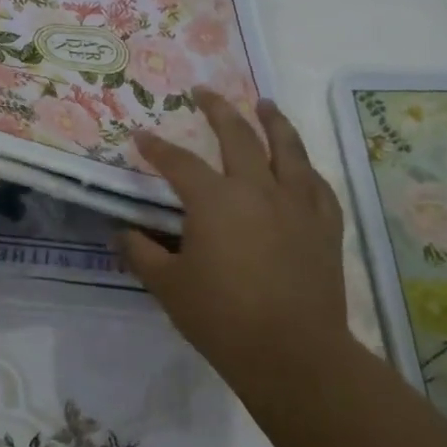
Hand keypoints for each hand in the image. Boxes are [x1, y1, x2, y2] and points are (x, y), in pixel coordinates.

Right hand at [122, 90, 346, 377]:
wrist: (293, 355)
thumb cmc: (223, 318)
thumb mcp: (168, 287)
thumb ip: (141, 253)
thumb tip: (122, 232)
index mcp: (214, 200)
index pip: (178, 162)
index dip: (156, 148)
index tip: (141, 136)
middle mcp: (257, 188)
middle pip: (237, 135)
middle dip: (217, 109)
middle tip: (204, 92)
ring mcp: (296, 204)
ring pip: (288, 148)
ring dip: (273, 121)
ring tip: (265, 104)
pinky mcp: (324, 226)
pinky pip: (317, 185)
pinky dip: (306, 169)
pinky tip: (302, 165)